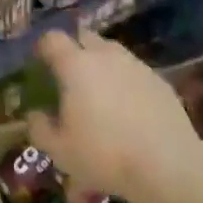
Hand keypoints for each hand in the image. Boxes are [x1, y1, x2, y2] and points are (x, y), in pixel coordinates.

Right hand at [26, 30, 202, 202]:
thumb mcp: (59, 151)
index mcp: (75, 65)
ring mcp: (135, 65)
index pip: (52, 39)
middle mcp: (105, 55)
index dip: (43, 48)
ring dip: (101, 64)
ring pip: (112, 52)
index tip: (40, 63)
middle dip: (74, 49)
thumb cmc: (104, 155)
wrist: (167, 165)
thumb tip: (35, 115)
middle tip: (70, 76)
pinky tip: (128, 108)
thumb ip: (40, 129)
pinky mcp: (159, 80)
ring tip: (100, 93)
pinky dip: (126, 81)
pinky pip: (134, 71)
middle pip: (84, 37)